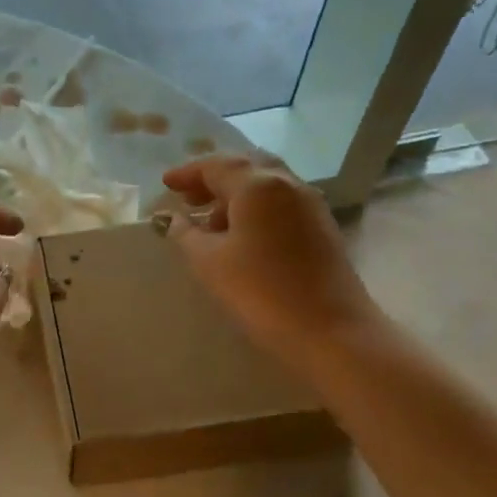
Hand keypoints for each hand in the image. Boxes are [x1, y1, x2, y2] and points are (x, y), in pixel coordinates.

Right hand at [162, 155, 380, 358]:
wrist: (330, 330)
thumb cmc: (261, 291)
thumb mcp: (209, 262)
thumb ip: (186, 234)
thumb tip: (173, 219)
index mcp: (257, 185)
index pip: (216, 166)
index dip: (187, 173)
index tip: (166, 184)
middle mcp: (287, 184)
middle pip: (245, 168)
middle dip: (214, 178)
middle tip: (188, 197)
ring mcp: (310, 204)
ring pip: (266, 185)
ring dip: (236, 194)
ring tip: (211, 221)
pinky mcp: (322, 227)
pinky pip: (281, 203)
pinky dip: (256, 208)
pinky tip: (242, 235)